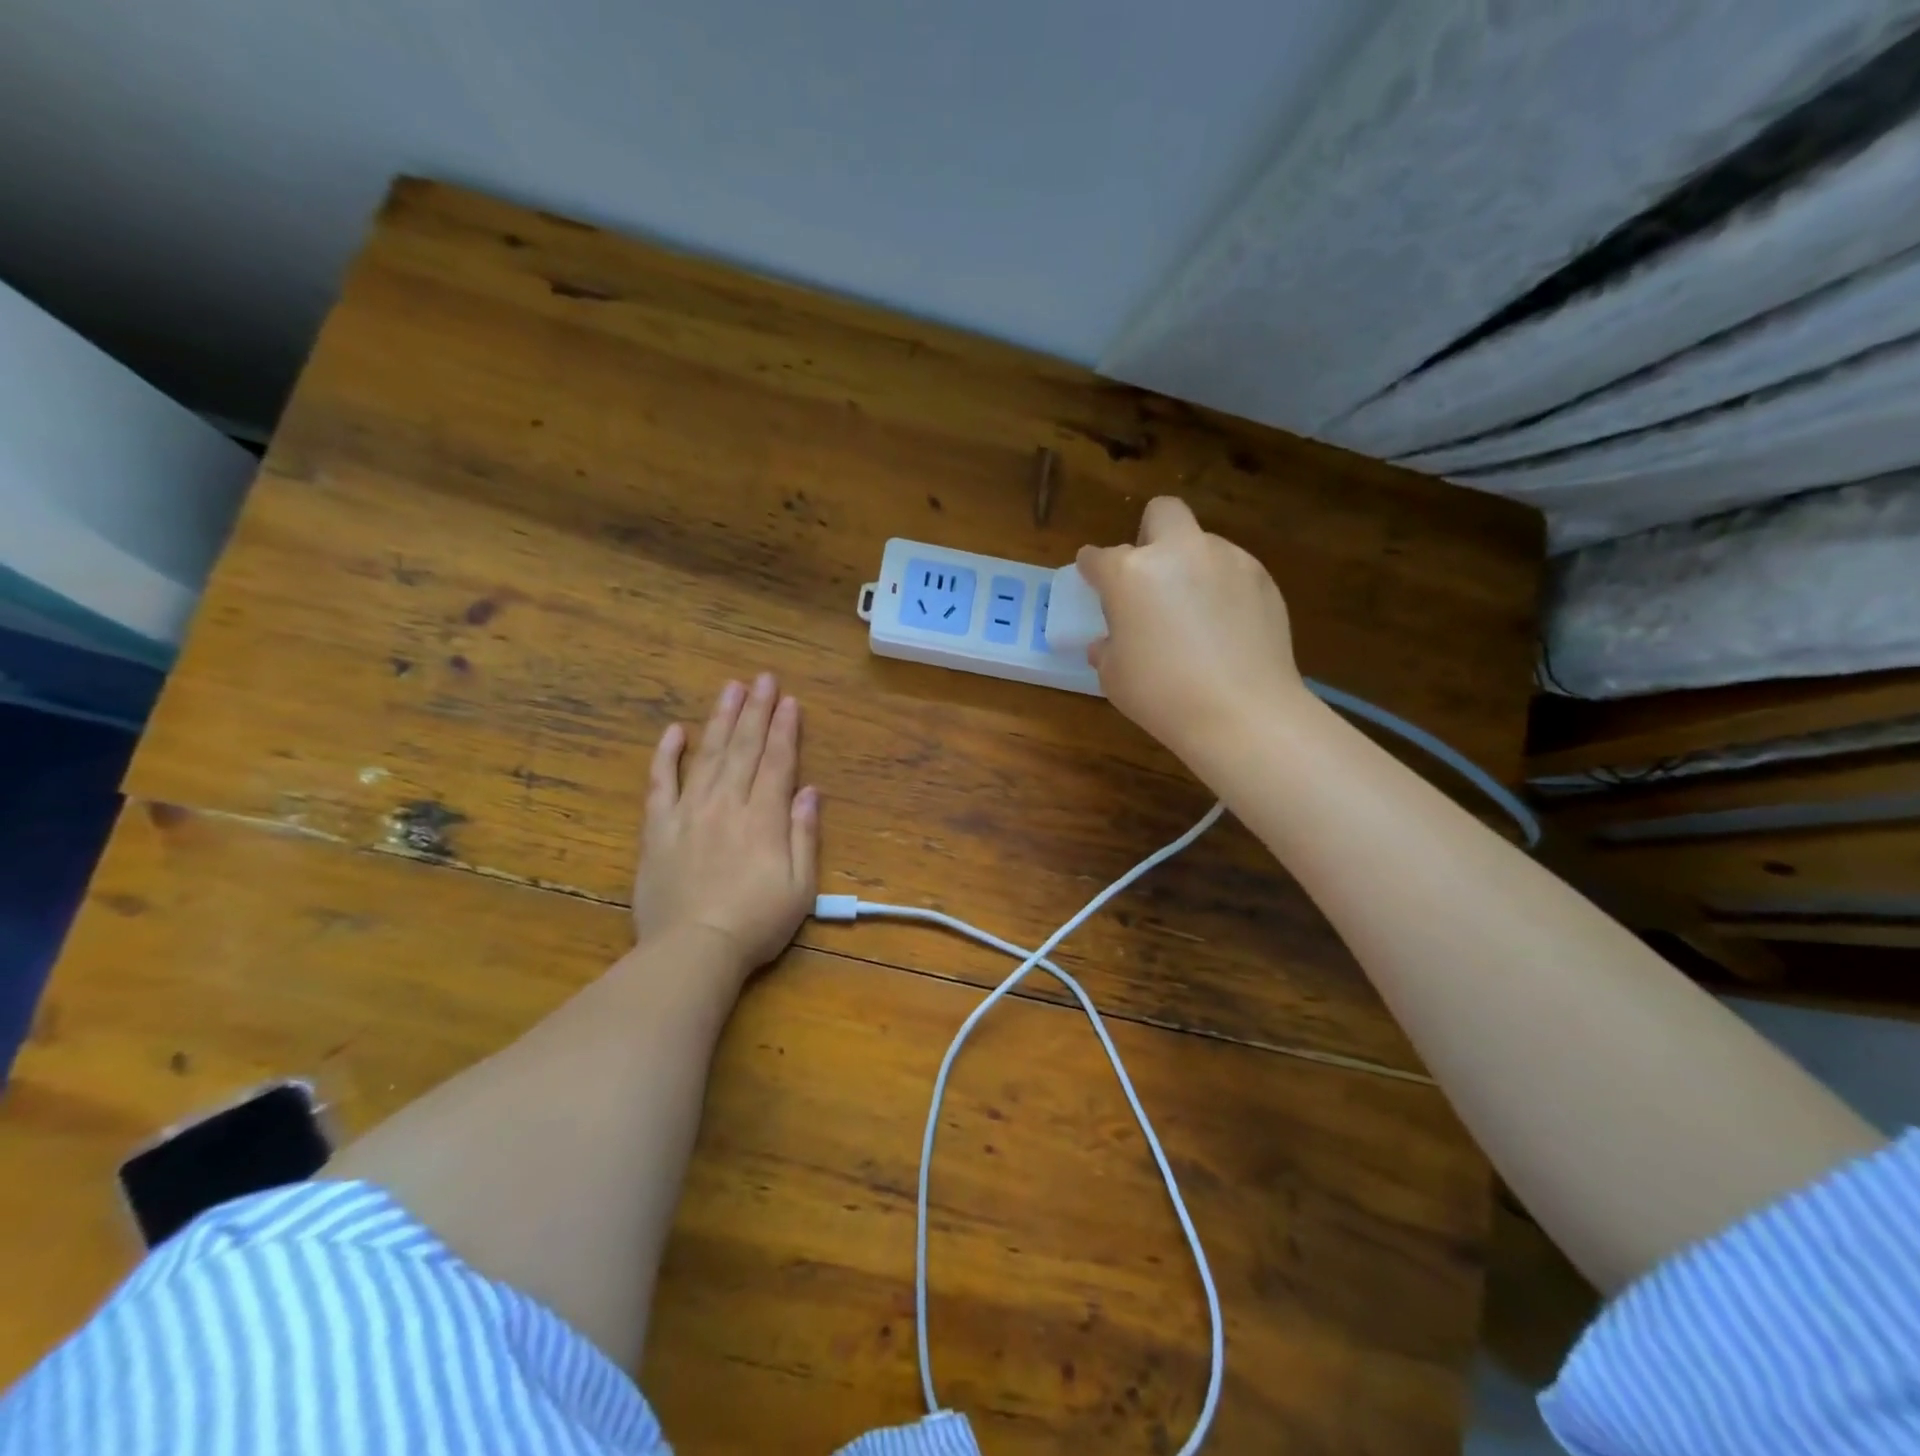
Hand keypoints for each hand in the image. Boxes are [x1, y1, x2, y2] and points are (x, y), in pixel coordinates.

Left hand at [631, 673, 819, 974]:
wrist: (692, 950)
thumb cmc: (756, 923)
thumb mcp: (800, 886)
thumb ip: (804, 834)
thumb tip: (810, 791)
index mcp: (764, 818)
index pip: (778, 762)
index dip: (785, 729)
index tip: (790, 700)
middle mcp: (728, 804)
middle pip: (745, 748)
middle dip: (757, 710)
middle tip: (764, 678)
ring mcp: (689, 812)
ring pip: (708, 755)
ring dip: (721, 719)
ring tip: (731, 688)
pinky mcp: (658, 828)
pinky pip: (661, 783)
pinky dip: (667, 755)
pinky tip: (676, 730)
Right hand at [1077, 497, 1307, 763]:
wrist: (1243, 712)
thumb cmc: (1162, 695)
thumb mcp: (1115, 676)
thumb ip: (1107, 648)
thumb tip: (1109, 642)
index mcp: (1131, 573)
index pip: (1098, 557)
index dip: (1092, 568)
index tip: (1093, 579)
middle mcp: (1179, 553)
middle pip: (1162, 513)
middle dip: (1150, 533)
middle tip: (1149, 576)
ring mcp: (1227, 560)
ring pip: (1202, 543)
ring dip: (1190, 566)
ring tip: (1194, 613)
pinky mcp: (1263, 578)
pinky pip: (1233, 570)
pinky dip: (1222, 589)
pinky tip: (1225, 628)